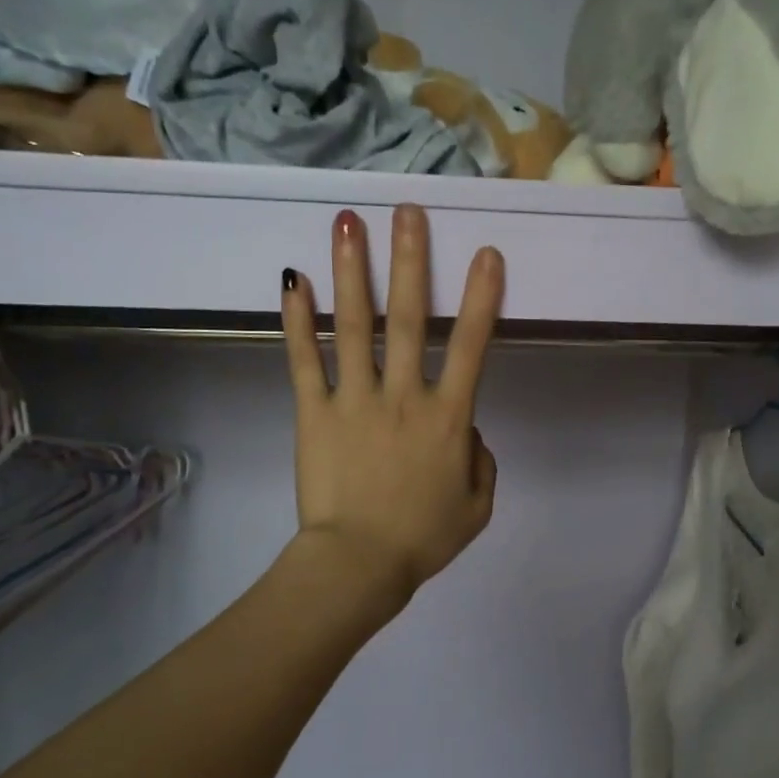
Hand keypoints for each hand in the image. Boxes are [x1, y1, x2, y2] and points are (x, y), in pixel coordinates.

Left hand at [281, 204, 503, 608]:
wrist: (359, 566)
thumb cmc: (423, 539)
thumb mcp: (477, 506)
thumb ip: (481, 461)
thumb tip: (467, 431)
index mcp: (448, 419)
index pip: (473, 348)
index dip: (482, 299)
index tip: (486, 254)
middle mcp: (404, 396)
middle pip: (411, 319)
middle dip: (412, 261)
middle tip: (408, 211)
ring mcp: (355, 400)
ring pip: (356, 326)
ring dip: (354, 271)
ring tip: (348, 223)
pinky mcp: (314, 413)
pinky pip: (305, 360)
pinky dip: (297, 320)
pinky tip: (292, 280)